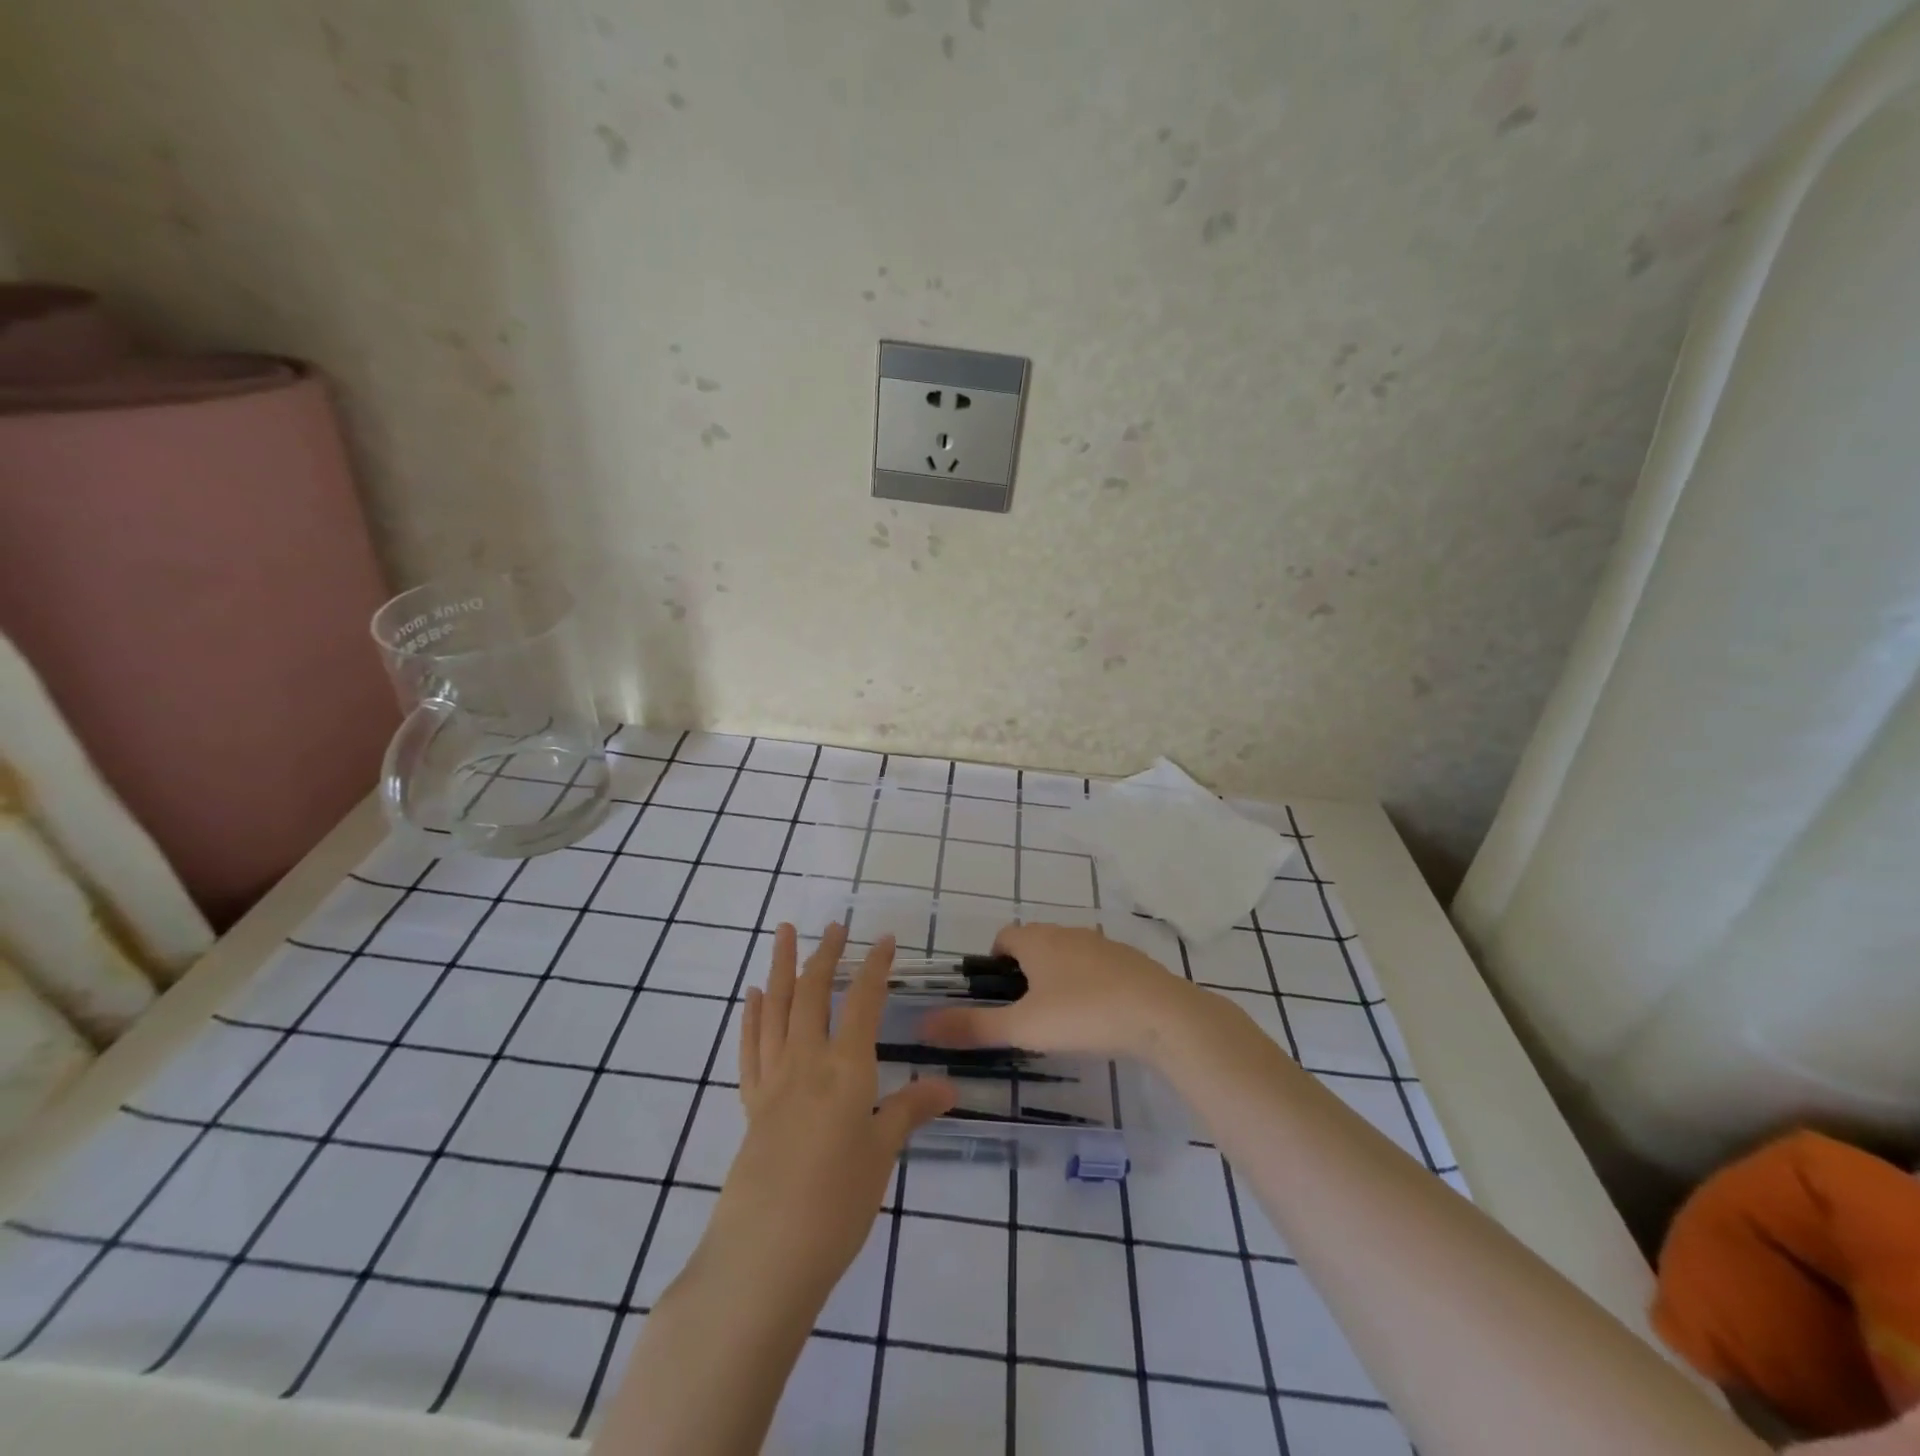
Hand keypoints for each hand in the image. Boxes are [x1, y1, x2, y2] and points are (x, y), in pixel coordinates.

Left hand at [696, 923, 955, 1307]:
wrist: (764, 1257)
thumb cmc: (836, 1205)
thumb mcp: (882, 1155)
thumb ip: (910, 1111)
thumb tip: (948, 1085)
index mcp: (845, 1069)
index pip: (862, 1002)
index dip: (874, 967)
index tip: (884, 939)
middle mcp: (806, 1062)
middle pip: (812, 993)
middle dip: (825, 955)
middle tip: (835, 926)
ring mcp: (772, 1081)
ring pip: (775, 1009)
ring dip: (780, 967)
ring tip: (783, 933)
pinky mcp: (750, 1105)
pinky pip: (750, 1047)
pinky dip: (752, 1016)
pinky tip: (754, 997)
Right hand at [920, 922, 1200, 1061]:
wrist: (1161, 1015)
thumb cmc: (1083, 1014)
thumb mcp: (1024, 1026)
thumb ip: (974, 1026)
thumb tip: (923, 1026)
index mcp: (1037, 940)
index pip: (1003, 937)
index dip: (993, 964)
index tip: (996, 998)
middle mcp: (1067, 932)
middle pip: (1035, 944)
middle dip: (1025, 973)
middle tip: (1025, 1015)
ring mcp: (1102, 944)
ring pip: (1067, 955)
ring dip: (1058, 978)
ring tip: (1061, 1020)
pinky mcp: (1130, 961)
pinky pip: (1098, 967)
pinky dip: (1089, 985)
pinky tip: (1098, 1018)